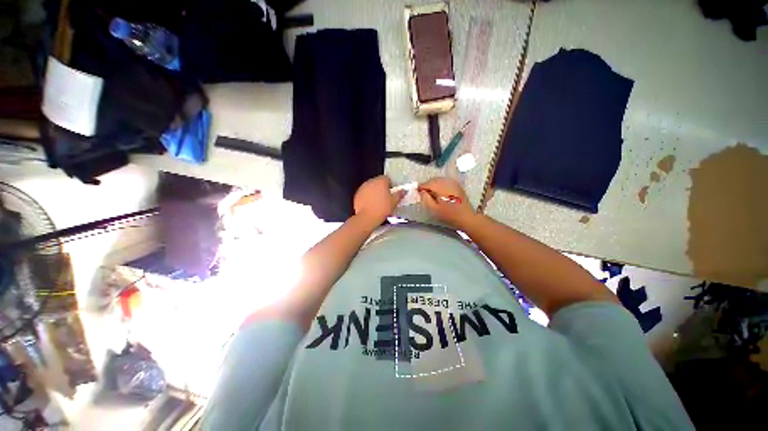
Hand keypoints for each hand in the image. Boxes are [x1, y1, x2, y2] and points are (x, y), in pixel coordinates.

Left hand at [353, 176, 405, 223]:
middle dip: (382, 188)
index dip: (390, 185)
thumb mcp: (394, 202)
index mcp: (381, 181)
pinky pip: (365, 193)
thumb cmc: (382, 209)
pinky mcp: (357, 194)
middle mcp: (371, 182)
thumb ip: (399, 194)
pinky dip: (368, 197)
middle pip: (378, 182)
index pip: (387, 178)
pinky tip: (371, 205)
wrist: (367, 218)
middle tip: (386, 198)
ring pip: (371, 187)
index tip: (392, 192)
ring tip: (378, 202)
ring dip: (374, 192)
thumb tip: (404, 191)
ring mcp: (363, 188)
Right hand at [418, 177, 475, 229]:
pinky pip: (445, 181)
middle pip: (433, 180)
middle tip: (422, 192)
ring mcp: (453, 183)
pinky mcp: (457, 185)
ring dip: (433, 184)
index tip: (416, 190)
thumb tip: (422, 191)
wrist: (465, 217)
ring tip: (430, 192)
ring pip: (439, 179)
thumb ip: (426, 199)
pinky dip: (439, 184)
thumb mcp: (434, 209)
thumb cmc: (449, 215)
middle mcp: (447, 182)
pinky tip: (438, 190)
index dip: (421, 187)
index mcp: (441, 188)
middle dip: (427, 184)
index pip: (428, 184)